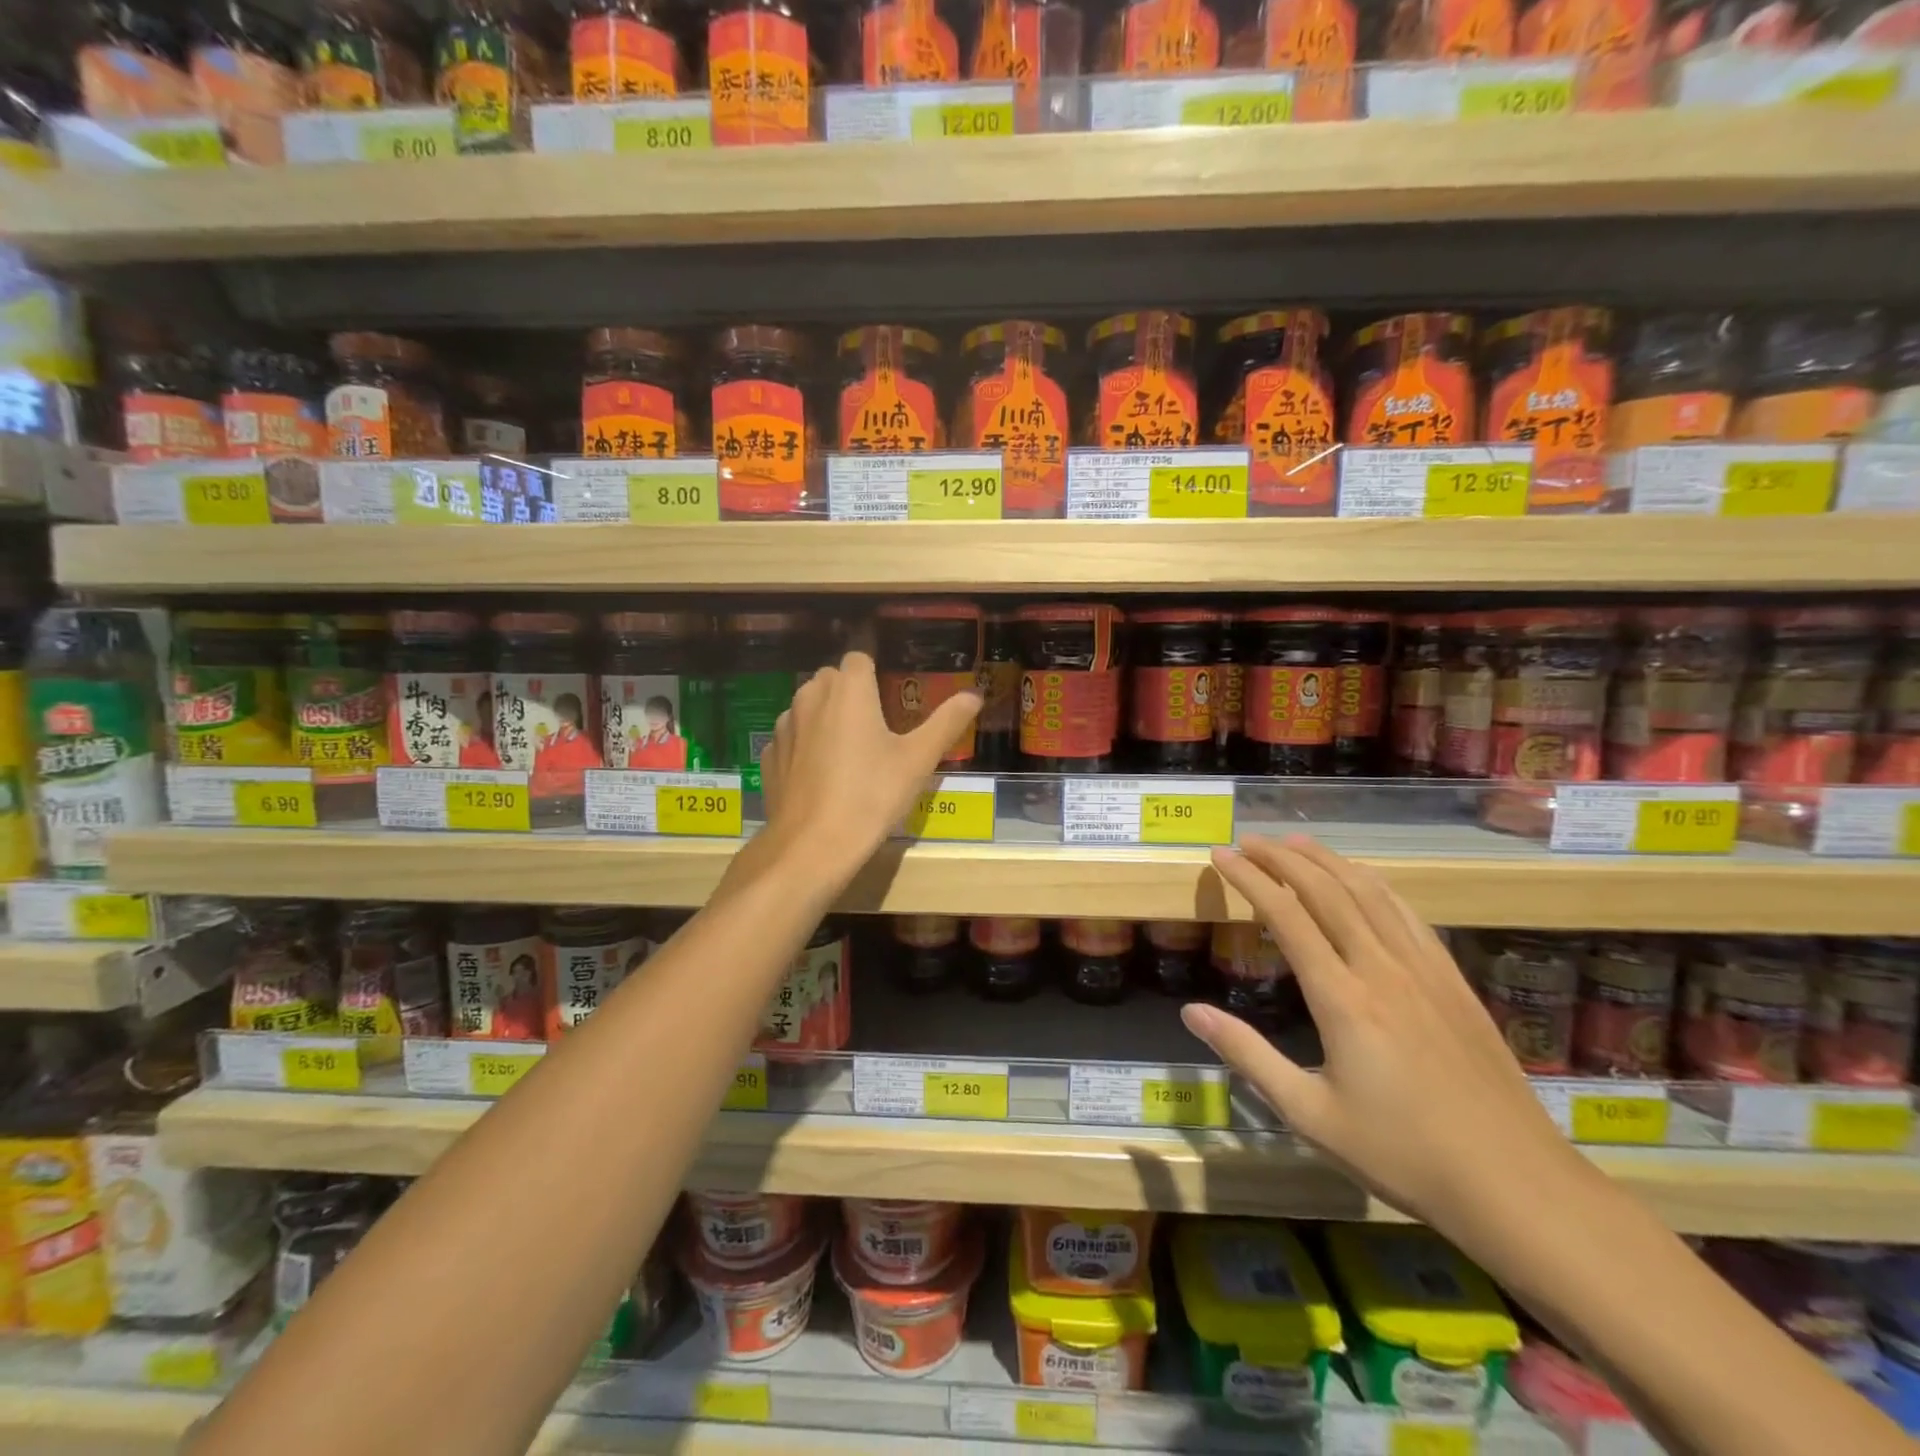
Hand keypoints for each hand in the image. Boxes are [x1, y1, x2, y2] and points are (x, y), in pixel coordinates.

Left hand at [758, 652, 980, 884]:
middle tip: (877, 731)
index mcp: (848, 689)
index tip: (891, 702)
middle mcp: (810, 697)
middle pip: (832, 680)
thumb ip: (946, 721)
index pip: (859, 659)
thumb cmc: (872, 795)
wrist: (813, 845)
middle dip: (852, 695)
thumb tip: (975, 694)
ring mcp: (785, 727)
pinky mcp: (770, 756)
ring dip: (826, 718)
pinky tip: (823, 778)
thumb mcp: (918, 760)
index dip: (875, 675)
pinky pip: (793, 738)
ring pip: (809, 707)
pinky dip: (807, 747)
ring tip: (849, 756)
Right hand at [1182, 835, 1592, 1242]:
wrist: (1517, 1185)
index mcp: (1342, 999)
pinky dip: (1374, 884)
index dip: (1250, 879)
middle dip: (1282, 858)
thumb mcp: (1309, 1115)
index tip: (1221, 856)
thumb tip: (1192, 1012)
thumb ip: (1248, 1056)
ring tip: (1296, 844)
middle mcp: (1381, 969)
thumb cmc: (1403, 1154)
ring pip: (1370, 893)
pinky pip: (1407, 914)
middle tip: (1248, 840)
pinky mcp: (1453, 981)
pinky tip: (1363, 880)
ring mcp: (1424, 970)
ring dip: (1328, 860)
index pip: (1286, 916)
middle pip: (1326, 891)